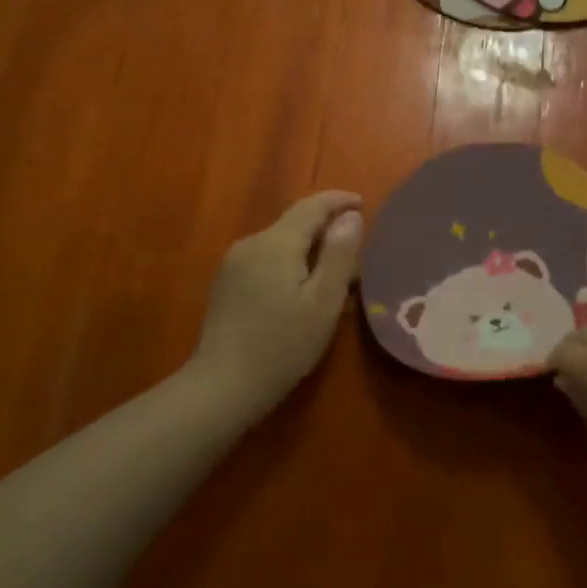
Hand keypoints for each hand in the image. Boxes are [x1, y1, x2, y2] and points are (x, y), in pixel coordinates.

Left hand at [191, 191, 363, 420]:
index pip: (311, 206)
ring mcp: (234, 263)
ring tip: (333, 278)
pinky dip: (289, 265)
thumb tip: (350, 216)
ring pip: (280, 243)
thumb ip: (339, 254)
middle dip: (326, 232)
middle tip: (356, 255)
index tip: (364, 204)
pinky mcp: (226, 283)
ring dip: (308, 251)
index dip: (339, 200)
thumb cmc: (282, 345)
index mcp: (276, 243)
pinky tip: (300, 293)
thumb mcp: (323, 302)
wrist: (222, 386)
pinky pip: (266, 260)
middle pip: (295, 224)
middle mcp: (251, 243)